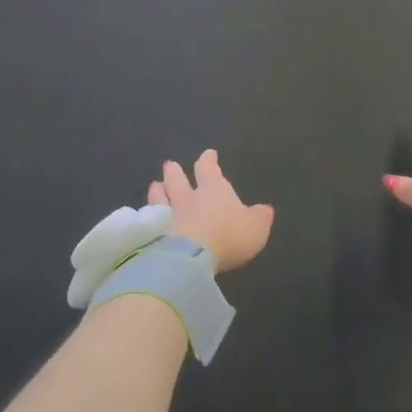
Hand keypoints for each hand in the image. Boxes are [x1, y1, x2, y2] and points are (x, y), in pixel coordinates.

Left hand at [149, 150, 273, 272]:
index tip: (208, 153)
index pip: (209, 169)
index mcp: (213, 190)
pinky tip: (145, 217)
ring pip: (160, 198)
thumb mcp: (256, 226)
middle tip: (169, 165)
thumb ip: (260, 217)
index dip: (209, 161)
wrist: (190, 258)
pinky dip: (148, 217)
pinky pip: (150, 221)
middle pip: (178, 180)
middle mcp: (188, 198)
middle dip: (175, 172)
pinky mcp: (154, 236)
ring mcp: (168, 216)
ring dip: (158, 191)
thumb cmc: (228, 235)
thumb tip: (265, 209)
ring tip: (154, 185)